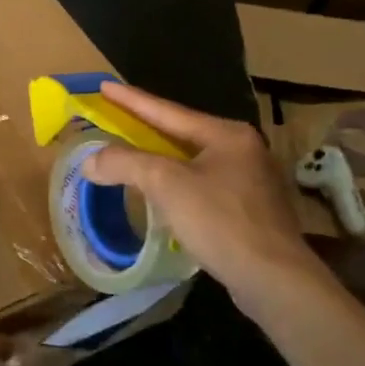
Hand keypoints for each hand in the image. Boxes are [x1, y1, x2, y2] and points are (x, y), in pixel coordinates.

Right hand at [81, 81, 337, 317]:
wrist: (274, 279)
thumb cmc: (221, 221)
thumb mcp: (166, 184)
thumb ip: (125, 163)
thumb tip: (90, 161)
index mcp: (227, 134)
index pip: (168, 111)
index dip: (131, 100)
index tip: (104, 86)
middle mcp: (243, 150)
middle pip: (182, 134)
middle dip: (146, 128)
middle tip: (115, 119)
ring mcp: (252, 182)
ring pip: (193, 162)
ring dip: (161, 160)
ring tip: (133, 155)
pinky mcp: (251, 212)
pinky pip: (203, 187)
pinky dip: (177, 185)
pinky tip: (163, 196)